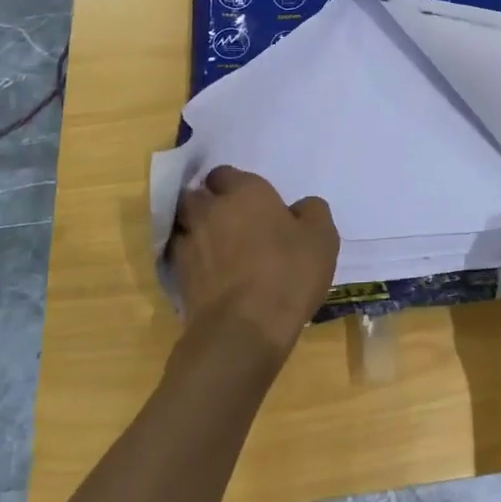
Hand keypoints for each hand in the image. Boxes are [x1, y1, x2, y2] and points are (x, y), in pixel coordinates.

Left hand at [171, 166, 338, 361]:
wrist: (245, 328)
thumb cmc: (288, 272)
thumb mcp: (322, 238)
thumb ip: (312, 211)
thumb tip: (300, 207)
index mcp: (245, 192)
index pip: (225, 173)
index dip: (234, 184)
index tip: (250, 201)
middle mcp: (210, 210)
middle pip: (197, 195)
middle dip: (208, 202)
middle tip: (229, 219)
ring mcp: (190, 243)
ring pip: (184, 225)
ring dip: (196, 230)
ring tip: (216, 246)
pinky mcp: (178, 277)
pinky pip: (181, 257)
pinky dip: (193, 261)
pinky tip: (210, 274)